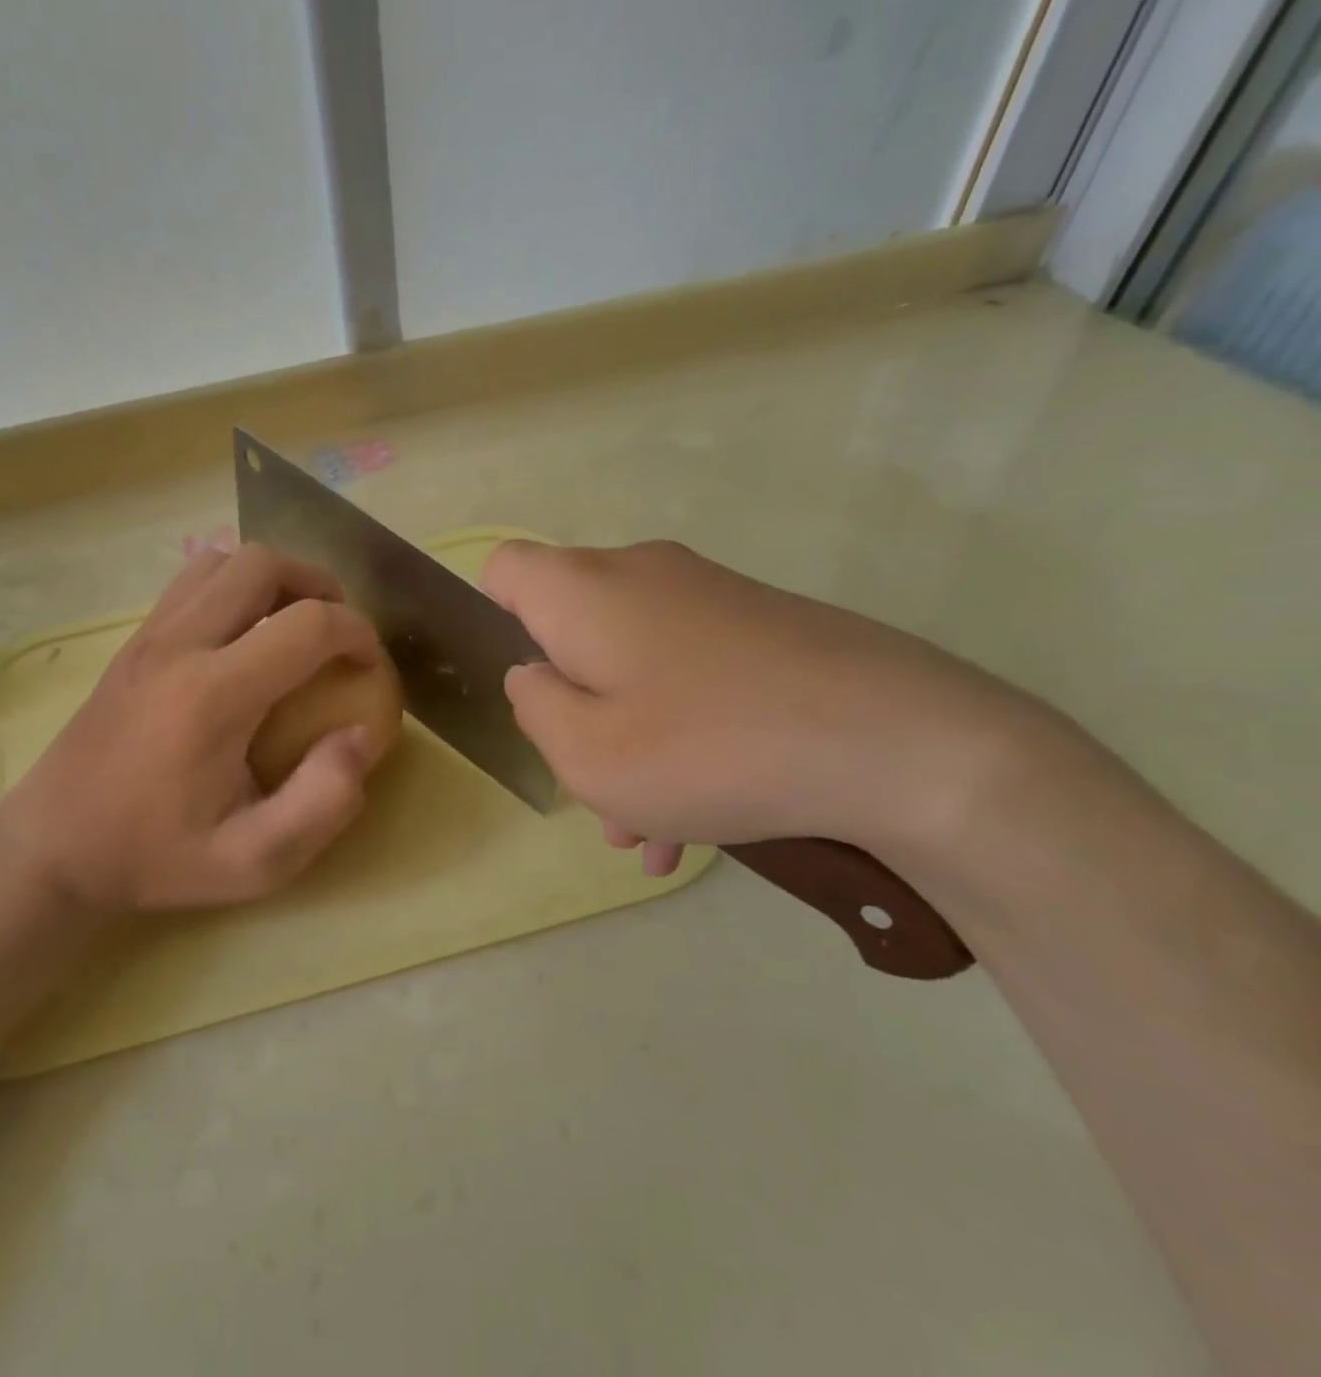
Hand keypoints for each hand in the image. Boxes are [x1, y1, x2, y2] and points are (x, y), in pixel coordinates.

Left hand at [0, 544, 386, 914]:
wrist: (51, 846)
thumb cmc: (154, 857)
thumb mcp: (253, 862)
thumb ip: (323, 802)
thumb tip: (361, 736)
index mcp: (214, 696)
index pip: (308, 623)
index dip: (358, 633)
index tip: (370, 668)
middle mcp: (179, 646)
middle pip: (262, 564)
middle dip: (317, 585)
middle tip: (336, 633)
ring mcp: (148, 635)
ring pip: (223, 560)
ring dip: (272, 579)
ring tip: (292, 625)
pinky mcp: (132, 641)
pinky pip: (191, 581)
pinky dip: (233, 587)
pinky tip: (242, 637)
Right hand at [482, 539, 1038, 862]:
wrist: (905, 743)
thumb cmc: (710, 747)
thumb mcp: (585, 754)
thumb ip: (535, 706)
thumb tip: (535, 675)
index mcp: (584, 590)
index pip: (504, 569)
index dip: (494, 623)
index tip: (527, 691)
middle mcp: (640, 574)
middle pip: (570, 629)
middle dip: (568, 708)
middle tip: (590, 786)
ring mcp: (708, 597)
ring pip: (632, 664)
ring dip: (624, 739)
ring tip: (645, 830)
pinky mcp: (762, 627)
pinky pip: (689, 676)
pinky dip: (677, 734)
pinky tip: (699, 822)